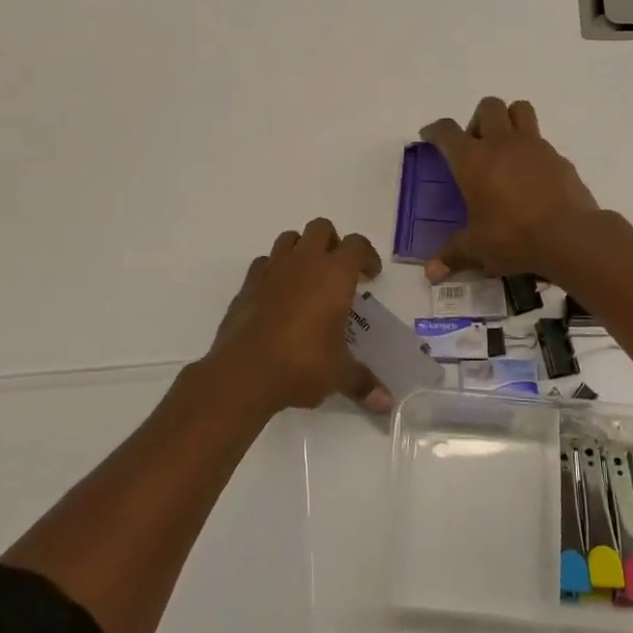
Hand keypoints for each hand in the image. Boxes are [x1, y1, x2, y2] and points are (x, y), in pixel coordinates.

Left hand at [206, 218, 390, 416]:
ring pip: (289, 239)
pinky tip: (277, 295)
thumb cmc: (302, 364)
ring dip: (301, 250)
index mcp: (334, 274)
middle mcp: (304, 262)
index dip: (367, 256)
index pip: (357, 245)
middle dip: (332, 242)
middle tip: (338, 271)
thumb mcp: (339, 375)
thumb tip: (388, 404)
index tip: (370, 276)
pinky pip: (263, 263)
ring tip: (307, 279)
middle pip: (321, 228)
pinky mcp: (247, 285)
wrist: (244, 372)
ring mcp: (271, 269)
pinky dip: (273, 271)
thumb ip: (363, 383)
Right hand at [419, 97, 599, 281]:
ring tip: (504, 148)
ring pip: (520, 110)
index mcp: (472, 160)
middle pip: (488, 107)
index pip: (447, 132)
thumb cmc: (513, 237)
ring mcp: (534, 146)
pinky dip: (532, 150)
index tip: (430, 135)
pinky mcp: (559, 158)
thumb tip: (430, 275)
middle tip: (475, 146)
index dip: (435, 130)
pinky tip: (531, 176)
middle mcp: (502, 144)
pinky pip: (542, 141)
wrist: (570, 236)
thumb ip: (452, 255)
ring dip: (509, 120)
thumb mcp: (477, 248)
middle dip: (477, 119)